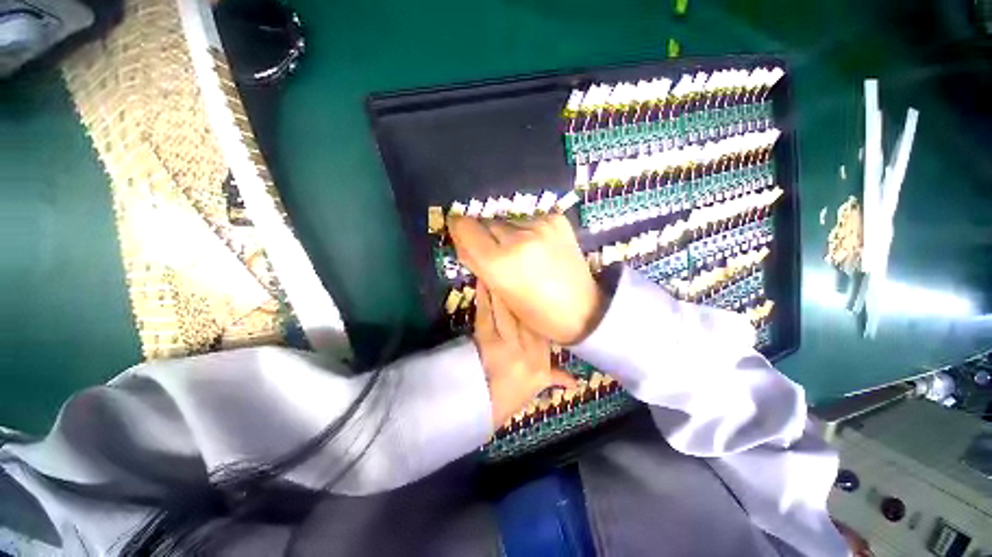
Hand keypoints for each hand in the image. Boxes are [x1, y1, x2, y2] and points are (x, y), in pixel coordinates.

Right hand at [450, 214, 605, 344]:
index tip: (461, 233)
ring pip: (506, 218)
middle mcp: (518, 238)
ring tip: (520, 250)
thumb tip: (461, 242)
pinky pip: (528, 217)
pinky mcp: (556, 219)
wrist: (583, 309)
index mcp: (499, 263)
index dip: (459, 228)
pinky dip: (525, 229)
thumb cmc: (537, 313)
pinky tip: (536, 245)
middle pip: (486, 220)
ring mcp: (540, 225)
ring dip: (505, 231)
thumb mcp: (500, 294)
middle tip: (495, 250)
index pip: (465, 227)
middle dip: (484, 233)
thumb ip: (477, 264)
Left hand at [473, 281, 575, 427]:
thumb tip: (577, 381)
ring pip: (506, 312)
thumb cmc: (514, 395)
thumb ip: (557, 377)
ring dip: (503, 291)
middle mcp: (526, 347)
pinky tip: (483, 284)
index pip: (542, 328)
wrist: (488, 406)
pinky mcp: (484, 340)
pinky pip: (485, 316)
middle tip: (517, 268)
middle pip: (525, 315)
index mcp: (541, 356)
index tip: (536, 288)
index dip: (538, 308)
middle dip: (520, 293)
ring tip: (500, 269)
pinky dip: (484, 300)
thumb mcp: (539, 385)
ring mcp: (504, 342)